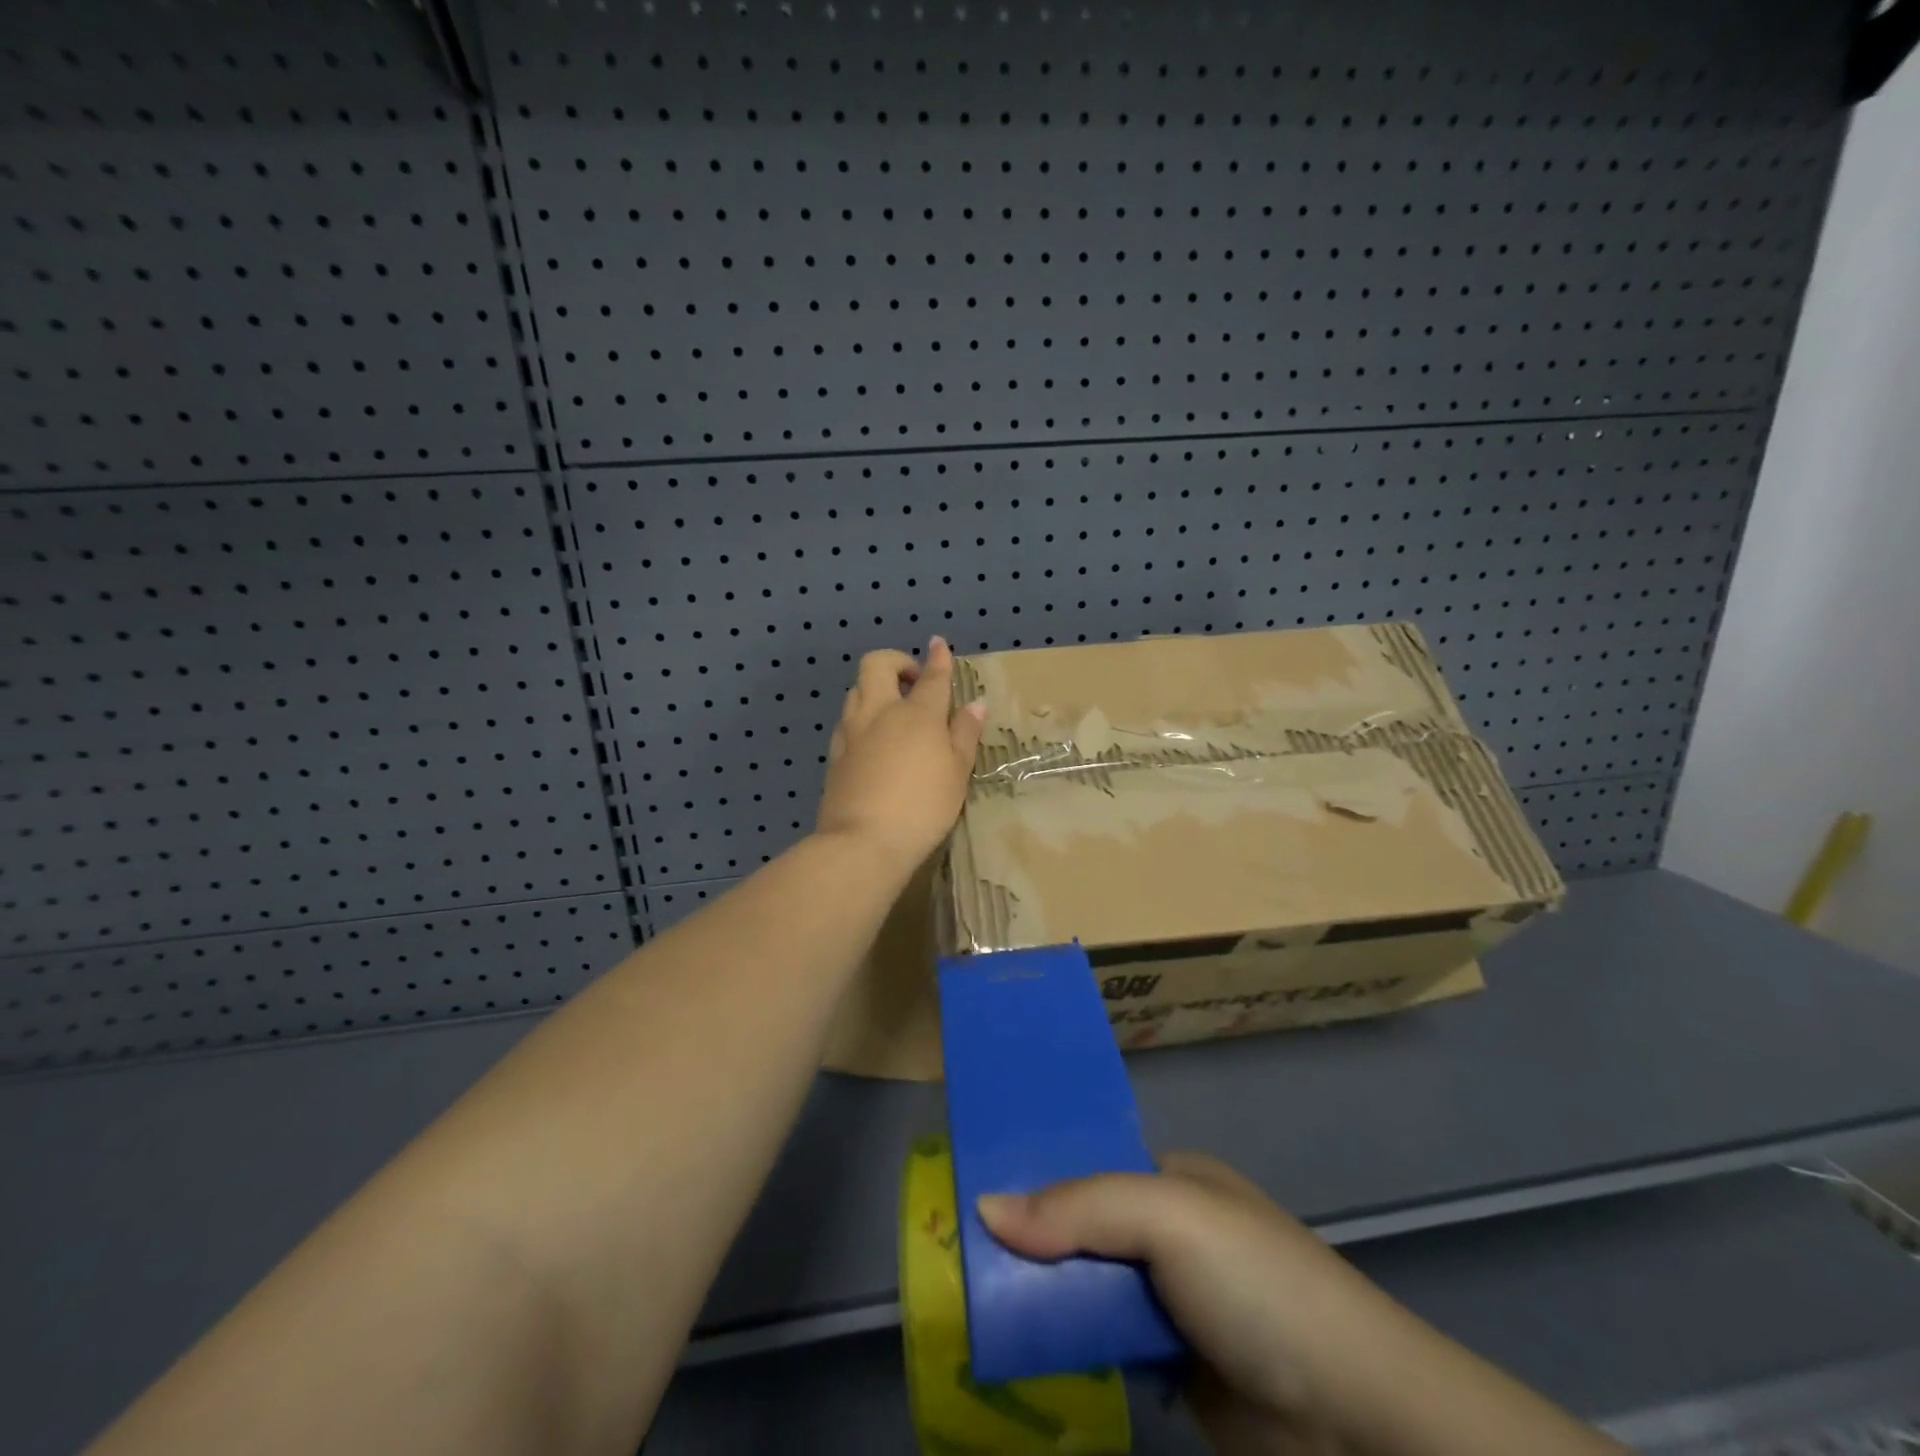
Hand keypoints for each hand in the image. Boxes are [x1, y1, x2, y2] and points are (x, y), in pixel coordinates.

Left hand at [816, 636, 987, 867]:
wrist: (863, 842)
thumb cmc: (923, 808)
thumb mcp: (957, 773)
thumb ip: (964, 735)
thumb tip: (975, 704)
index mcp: (917, 714)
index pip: (931, 676)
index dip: (938, 658)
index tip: (938, 644)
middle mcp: (880, 712)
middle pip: (877, 664)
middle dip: (895, 661)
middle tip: (912, 682)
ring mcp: (852, 732)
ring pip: (856, 690)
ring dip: (874, 689)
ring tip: (893, 711)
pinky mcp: (835, 754)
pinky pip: (846, 721)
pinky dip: (861, 718)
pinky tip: (872, 741)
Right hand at [977, 1153, 1390, 1452]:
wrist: (1357, 1422)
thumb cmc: (1257, 1285)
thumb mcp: (1168, 1218)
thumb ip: (1077, 1208)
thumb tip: (982, 1208)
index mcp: (1173, 1178)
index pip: (1086, 1164)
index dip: (1032, 1173)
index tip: (969, 1187)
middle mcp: (1170, 1232)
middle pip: (1080, 1226)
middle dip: (1027, 1239)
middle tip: (955, 1251)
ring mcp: (1172, 1300)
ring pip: (1086, 1285)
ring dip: (1040, 1295)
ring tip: (969, 1298)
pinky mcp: (1172, 1366)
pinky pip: (1102, 1341)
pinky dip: (1065, 1343)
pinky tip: (1016, 1348)